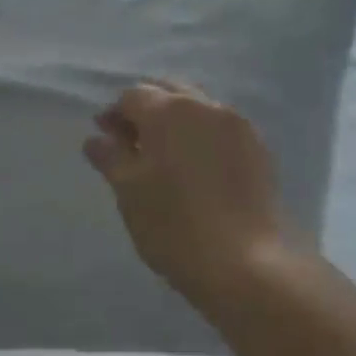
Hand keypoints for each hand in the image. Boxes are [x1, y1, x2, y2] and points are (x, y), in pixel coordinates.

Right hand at [83, 80, 294, 307]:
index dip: (114, 115)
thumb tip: (96, 138)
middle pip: (168, 92)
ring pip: (198, 108)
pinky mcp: (259, 148)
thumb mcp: (129, 192)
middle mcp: (205, 106)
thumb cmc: (174, 226)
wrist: (245, 262)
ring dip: (177, 122)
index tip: (105, 140)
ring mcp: (237, 125)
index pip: (133, 96)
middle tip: (132, 145)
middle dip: (147, 110)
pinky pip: (222, 128)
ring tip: (165, 157)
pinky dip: (203, 137)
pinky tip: (198, 168)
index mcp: (169, 110)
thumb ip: (110, 157)